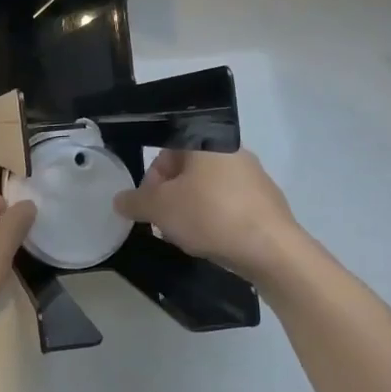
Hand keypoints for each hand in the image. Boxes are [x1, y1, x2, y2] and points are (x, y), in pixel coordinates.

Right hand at [114, 148, 303, 283]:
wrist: (271, 249)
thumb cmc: (209, 215)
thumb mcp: (159, 208)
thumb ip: (135, 201)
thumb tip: (119, 200)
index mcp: (206, 142)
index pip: (167, 150)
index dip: (152, 178)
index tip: (149, 204)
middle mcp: (232, 152)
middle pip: (188, 170)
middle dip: (170, 196)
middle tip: (164, 222)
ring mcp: (254, 177)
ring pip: (208, 189)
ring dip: (191, 209)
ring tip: (186, 236)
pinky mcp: (267, 202)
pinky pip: (230, 205)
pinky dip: (215, 219)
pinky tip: (212, 241)